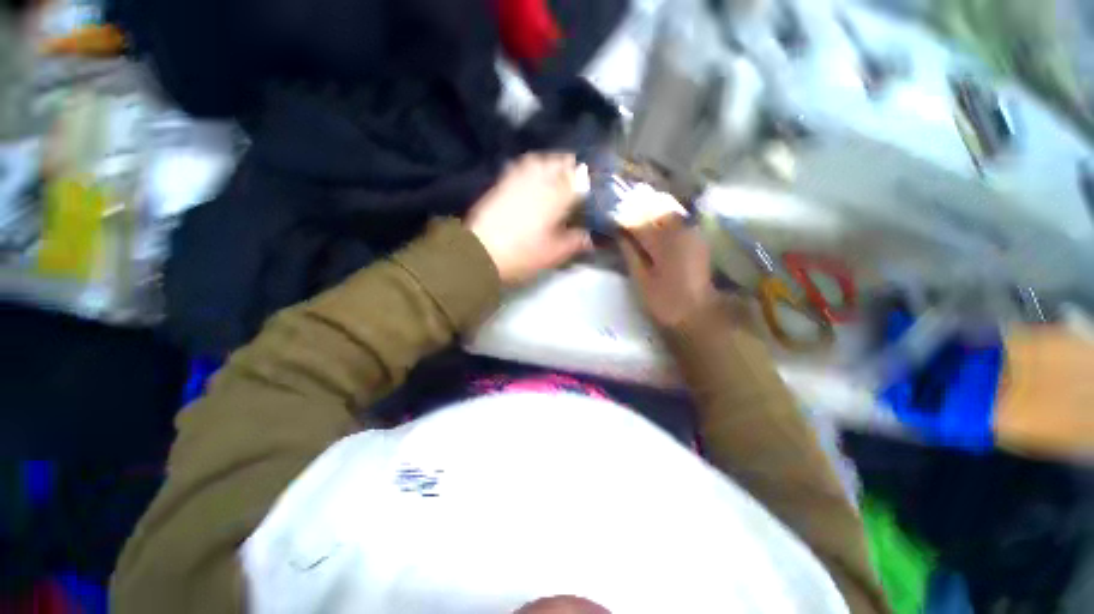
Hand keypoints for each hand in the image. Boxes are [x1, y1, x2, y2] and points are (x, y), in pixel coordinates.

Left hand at [467, 153, 590, 284]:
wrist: (480, 252)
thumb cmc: (522, 254)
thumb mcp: (553, 254)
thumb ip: (574, 242)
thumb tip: (589, 237)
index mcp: (556, 197)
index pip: (578, 178)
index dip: (587, 179)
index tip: (591, 185)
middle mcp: (539, 181)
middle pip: (559, 162)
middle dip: (570, 166)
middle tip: (575, 178)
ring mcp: (517, 179)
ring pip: (539, 159)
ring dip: (550, 163)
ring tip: (554, 174)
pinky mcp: (501, 183)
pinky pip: (520, 166)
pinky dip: (530, 167)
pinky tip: (531, 178)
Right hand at [618, 207, 717, 328]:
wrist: (698, 313)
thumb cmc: (665, 301)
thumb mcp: (641, 280)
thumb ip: (630, 254)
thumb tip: (620, 235)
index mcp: (662, 241)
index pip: (638, 222)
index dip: (623, 219)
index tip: (610, 218)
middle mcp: (679, 231)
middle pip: (655, 211)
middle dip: (638, 210)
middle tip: (622, 215)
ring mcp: (692, 233)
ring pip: (668, 213)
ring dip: (652, 213)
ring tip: (637, 218)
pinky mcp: (698, 240)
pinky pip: (679, 221)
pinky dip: (665, 220)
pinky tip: (656, 227)